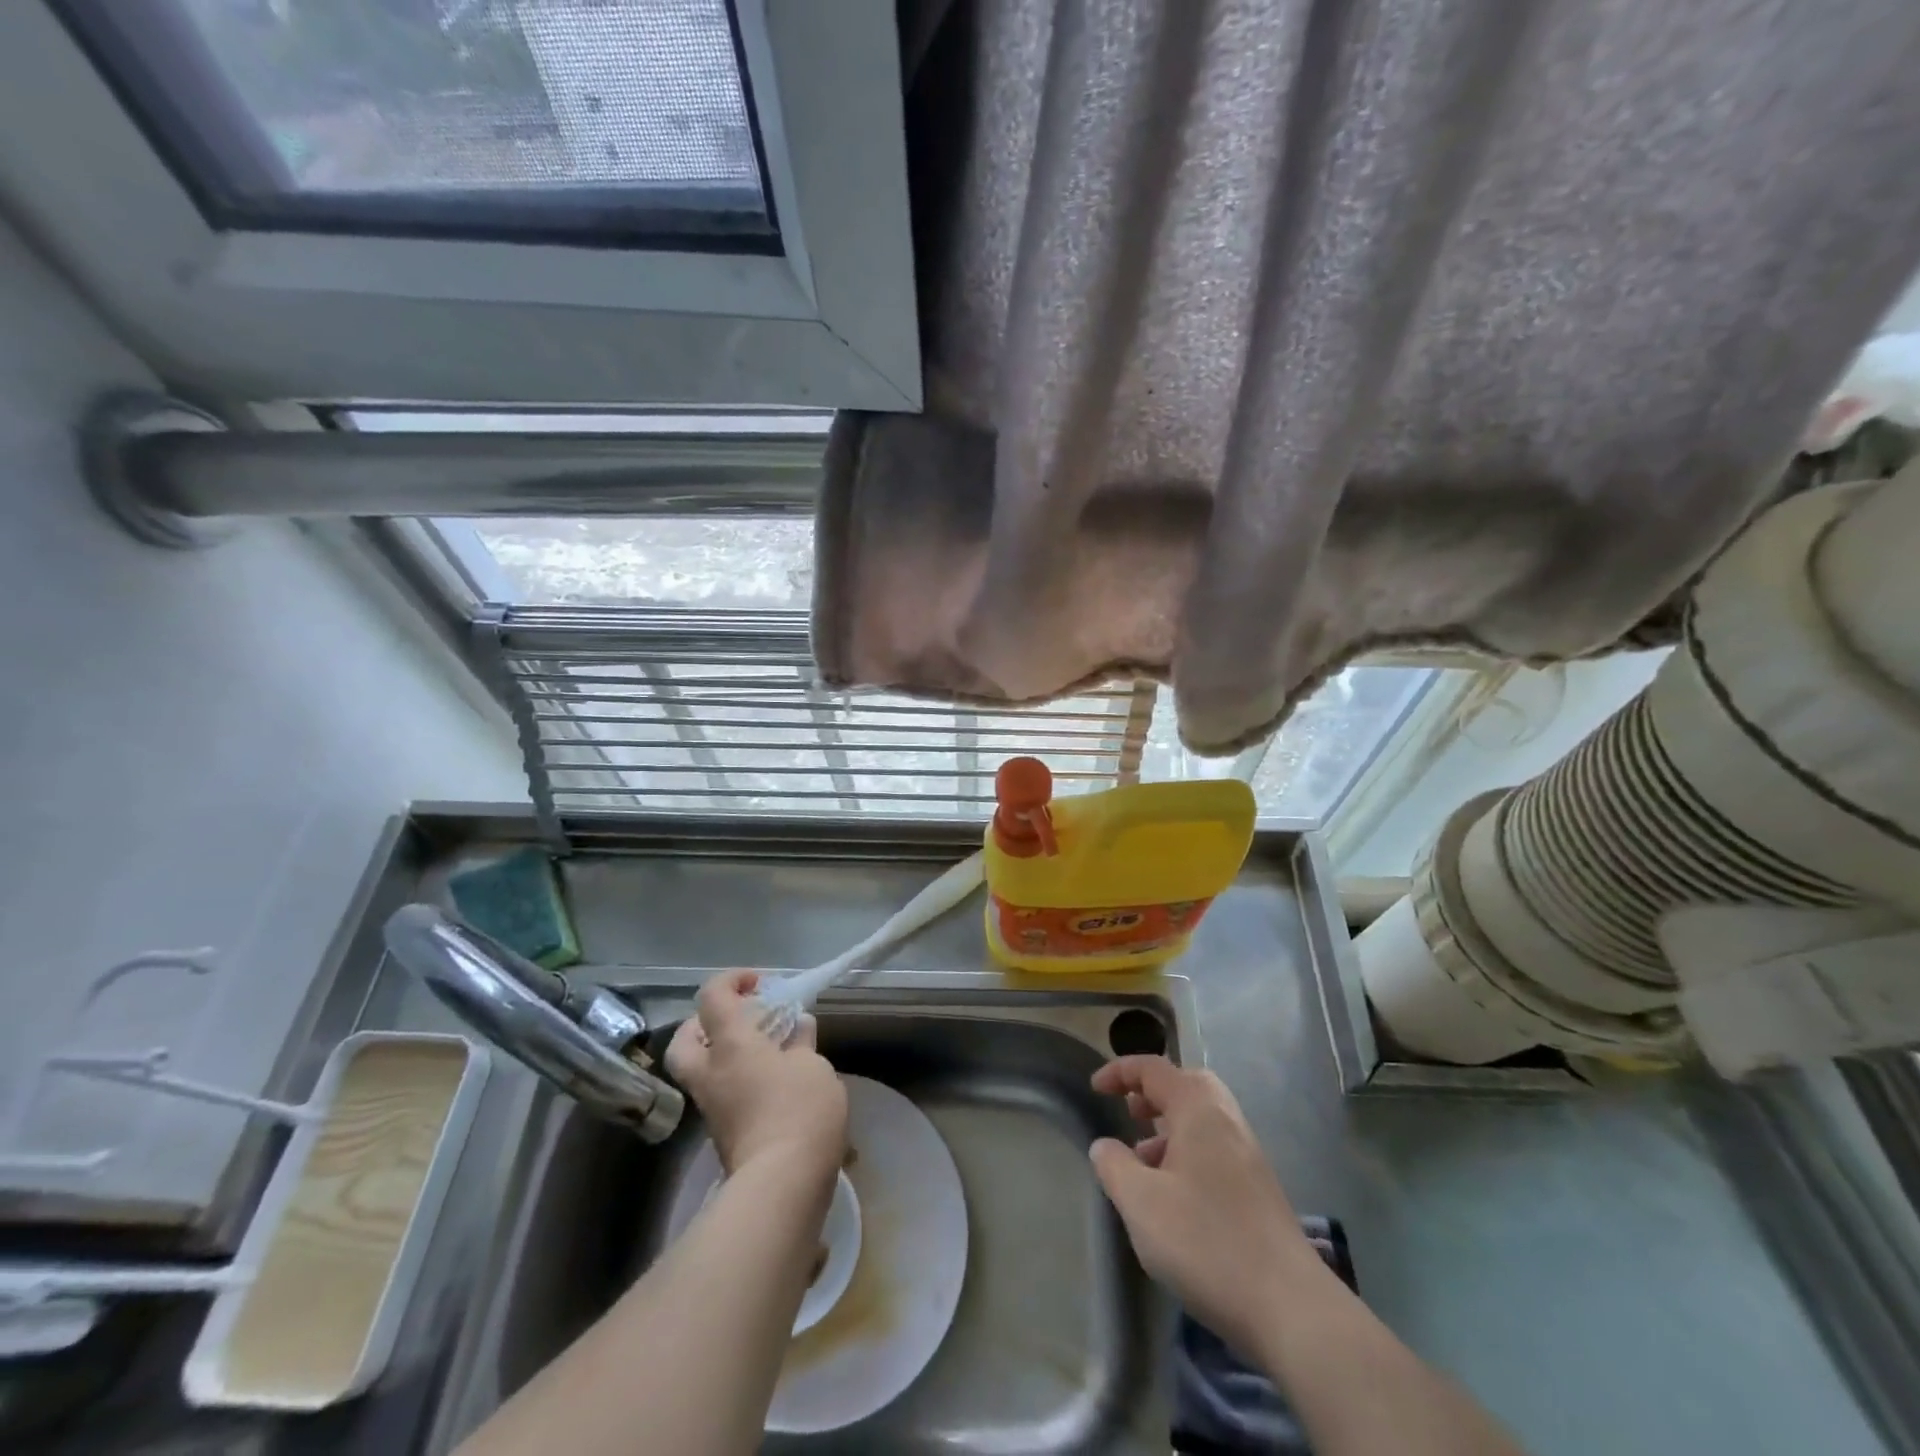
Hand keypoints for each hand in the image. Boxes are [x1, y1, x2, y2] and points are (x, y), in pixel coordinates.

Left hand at [666, 971, 847, 1179]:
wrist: (782, 1184)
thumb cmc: (799, 1110)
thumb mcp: (813, 1066)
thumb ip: (801, 1042)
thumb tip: (797, 1026)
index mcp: (730, 1045)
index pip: (712, 997)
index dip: (731, 980)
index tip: (759, 983)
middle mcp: (711, 1073)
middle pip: (684, 1039)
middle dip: (705, 1022)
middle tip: (740, 1019)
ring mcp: (713, 1107)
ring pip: (701, 1069)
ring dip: (724, 1053)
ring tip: (765, 1051)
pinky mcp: (723, 1134)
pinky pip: (721, 1094)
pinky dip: (738, 1080)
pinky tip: (772, 1083)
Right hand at [1090, 1055, 1324, 1355]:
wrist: (1291, 1308)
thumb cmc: (1206, 1242)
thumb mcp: (1141, 1203)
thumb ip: (1114, 1166)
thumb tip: (1104, 1146)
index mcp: (1199, 1109)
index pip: (1154, 1069)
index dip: (1121, 1071)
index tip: (1095, 1088)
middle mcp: (1227, 1121)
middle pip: (1188, 1085)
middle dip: (1154, 1092)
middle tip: (1129, 1113)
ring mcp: (1248, 1156)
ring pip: (1203, 1120)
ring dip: (1170, 1127)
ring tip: (1143, 1161)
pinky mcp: (1259, 1190)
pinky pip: (1215, 1149)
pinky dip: (1188, 1154)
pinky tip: (1174, 1197)